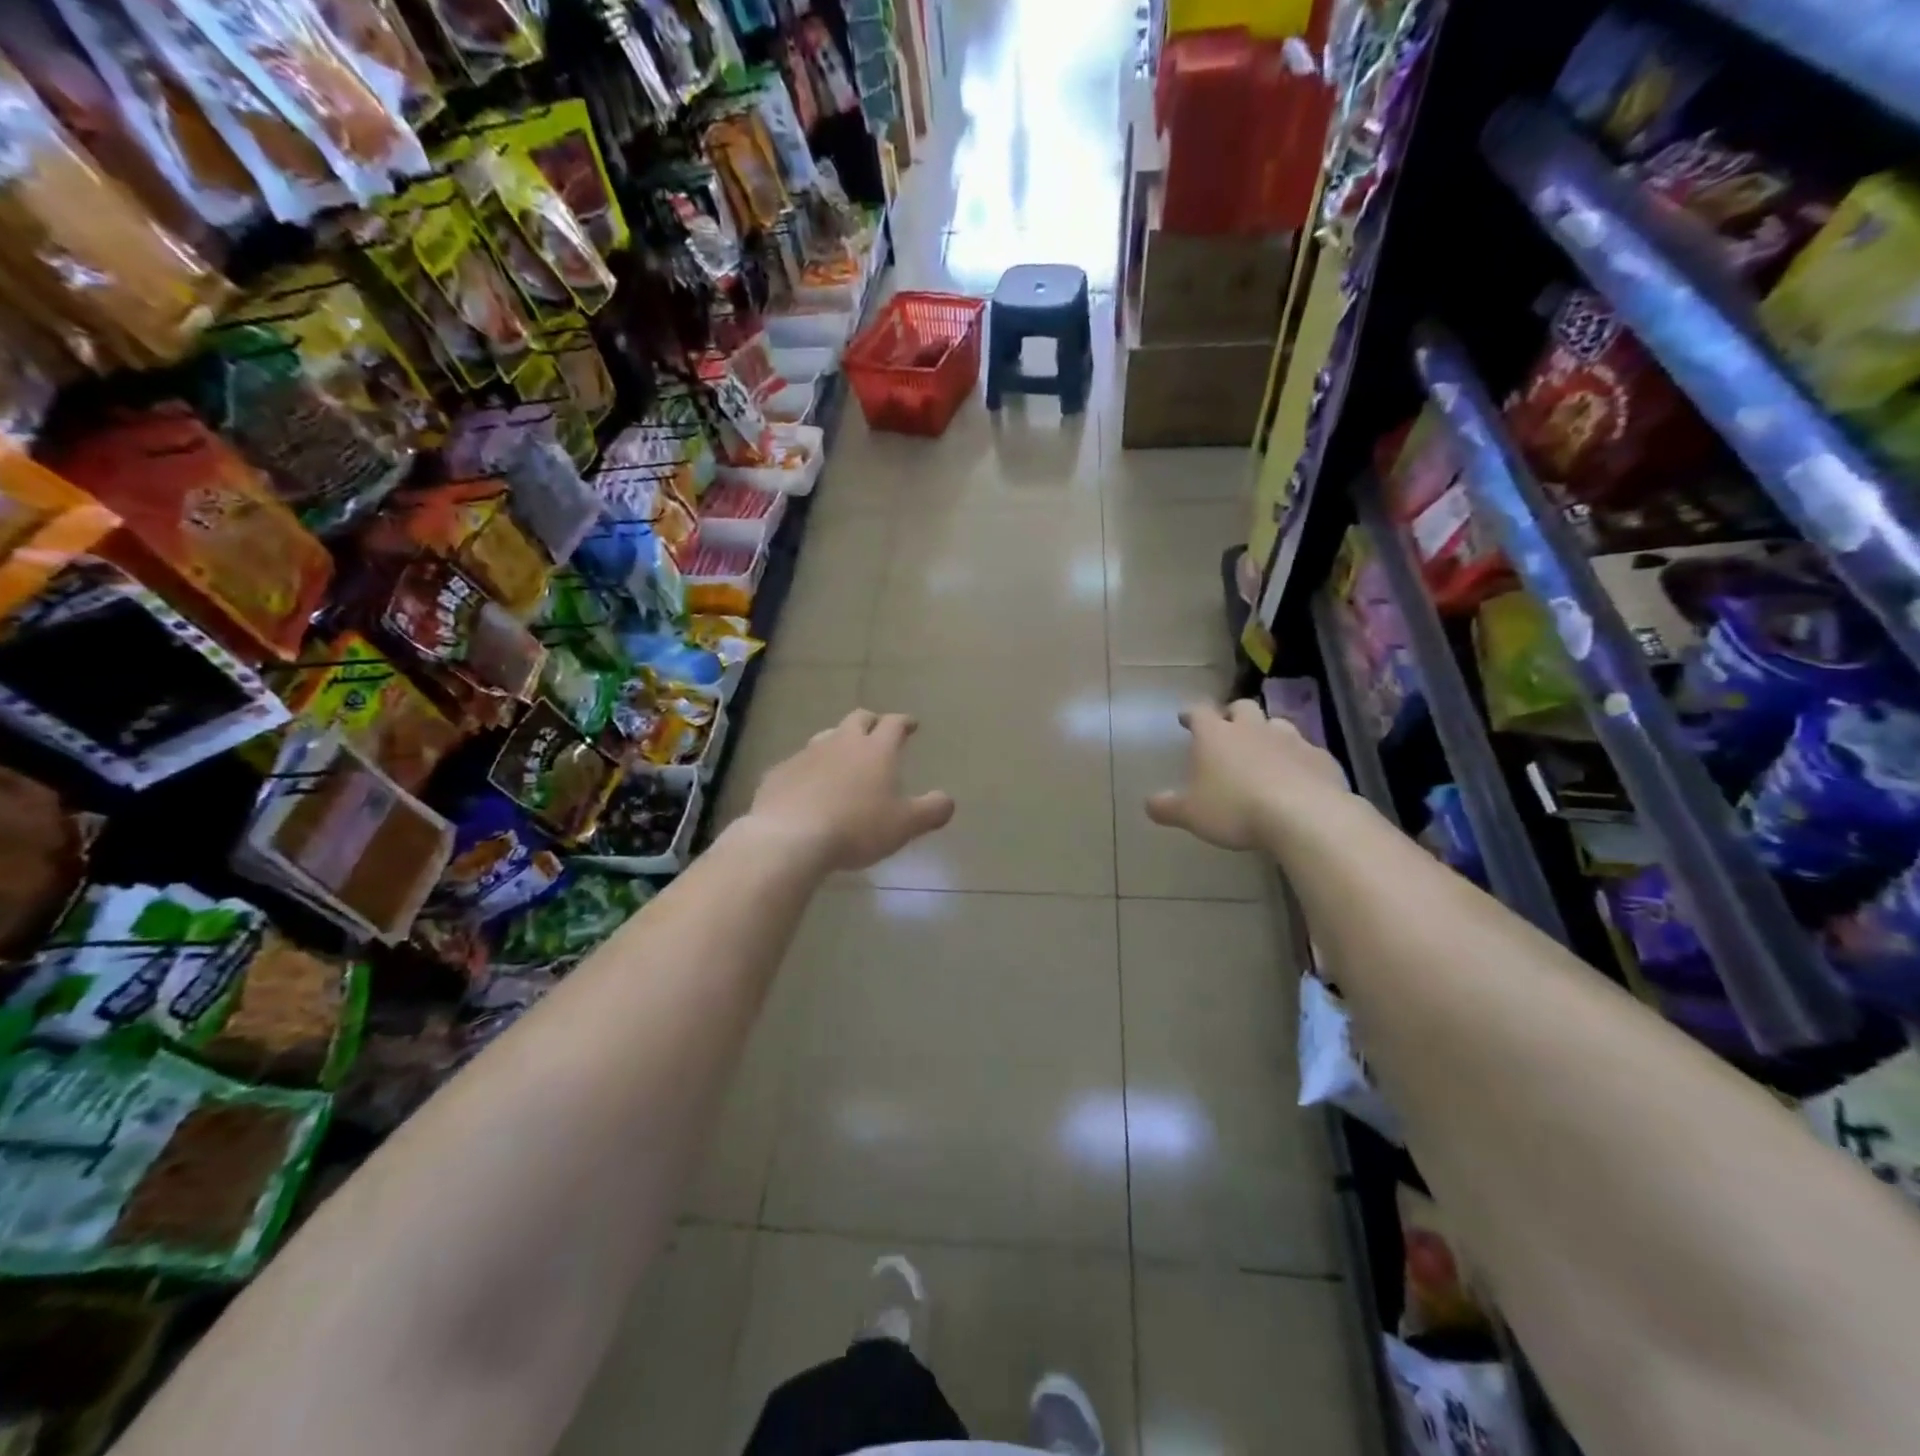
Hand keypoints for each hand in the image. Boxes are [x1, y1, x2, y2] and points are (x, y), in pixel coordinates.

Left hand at [746, 709, 955, 870]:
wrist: (790, 838)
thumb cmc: (857, 828)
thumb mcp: (905, 825)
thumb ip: (931, 810)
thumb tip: (947, 800)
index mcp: (876, 750)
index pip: (894, 724)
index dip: (904, 722)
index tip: (911, 724)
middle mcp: (841, 743)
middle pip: (857, 719)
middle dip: (870, 722)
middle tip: (877, 731)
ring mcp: (806, 755)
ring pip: (825, 737)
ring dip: (837, 742)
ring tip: (842, 757)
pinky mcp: (779, 773)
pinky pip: (797, 764)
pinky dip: (808, 769)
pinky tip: (807, 787)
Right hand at [1147, 700, 1348, 851]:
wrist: (1305, 816)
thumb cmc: (1235, 809)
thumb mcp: (1191, 814)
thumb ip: (1167, 807)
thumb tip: (1149, 804)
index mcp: (1216, 735)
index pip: (1199, 712)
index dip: (1191, 714)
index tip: (1185, 719)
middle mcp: (1252, 728)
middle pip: (1242, 707)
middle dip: (1233, 715)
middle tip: (1228, 730)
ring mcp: (1291, 739)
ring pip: (1277, 724)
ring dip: (1268, 733)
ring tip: (1264, 752)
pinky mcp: (1321, 758)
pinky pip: (1306, 751)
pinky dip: (1298, 759)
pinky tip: (1297, 777)